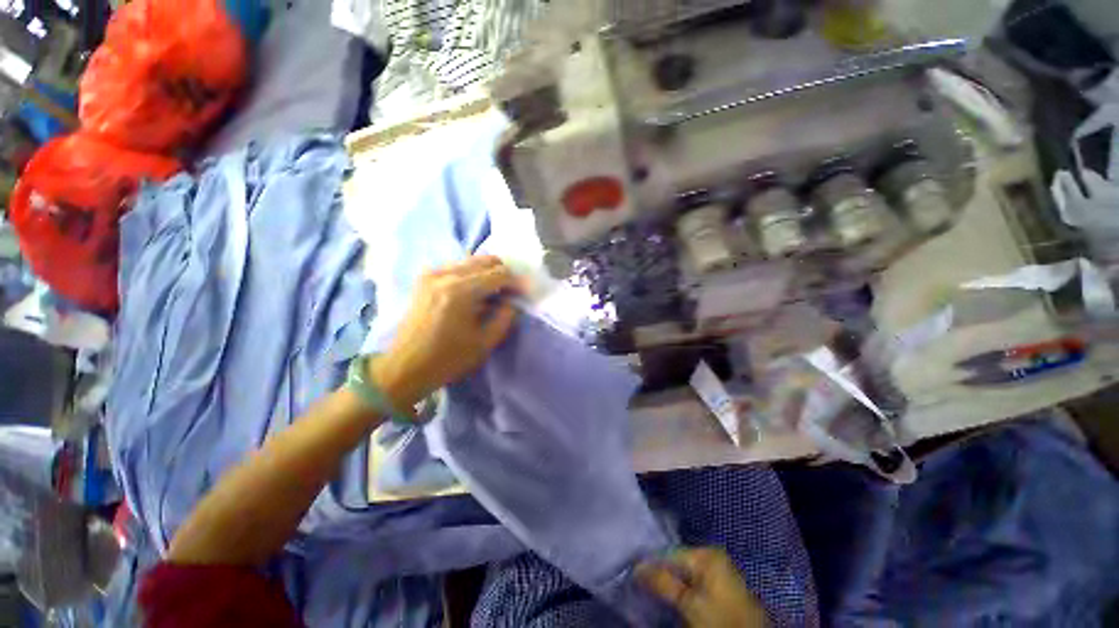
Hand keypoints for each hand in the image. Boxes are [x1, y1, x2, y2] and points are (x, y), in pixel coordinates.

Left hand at [372, 256, 519, 411]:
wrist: (404, 367)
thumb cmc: (447, 359)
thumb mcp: (485, 343)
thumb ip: (505, 317)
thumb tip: (513, 301)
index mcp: (461, 291)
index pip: (499, 273)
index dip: (516, 282)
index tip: (524, 293)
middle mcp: (445, 275)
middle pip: (485, 260)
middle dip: (504, 273)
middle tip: (511, 291)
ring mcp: (431, 274)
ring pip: (470, 261)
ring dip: (487, 273)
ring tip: (495, 293)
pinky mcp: (424, 279)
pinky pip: (456, 267)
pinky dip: (471, 275)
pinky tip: (475, 292)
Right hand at [637, 548, 768, 627]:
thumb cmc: (721, 620)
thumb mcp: (689, 603)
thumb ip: (662, 582)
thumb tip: (635, 568)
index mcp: (706, 553)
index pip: (668, 553)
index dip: (649, 565)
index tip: (631, 575)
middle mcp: (711, 556)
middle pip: (675, 562)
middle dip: (658, 573)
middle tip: (639, 583)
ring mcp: (716, 572)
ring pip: (682, 574)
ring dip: (667, 583)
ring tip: (650, 591)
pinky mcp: (718, 589)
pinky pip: (691, 583)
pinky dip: (678, 590)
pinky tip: (668, 598)